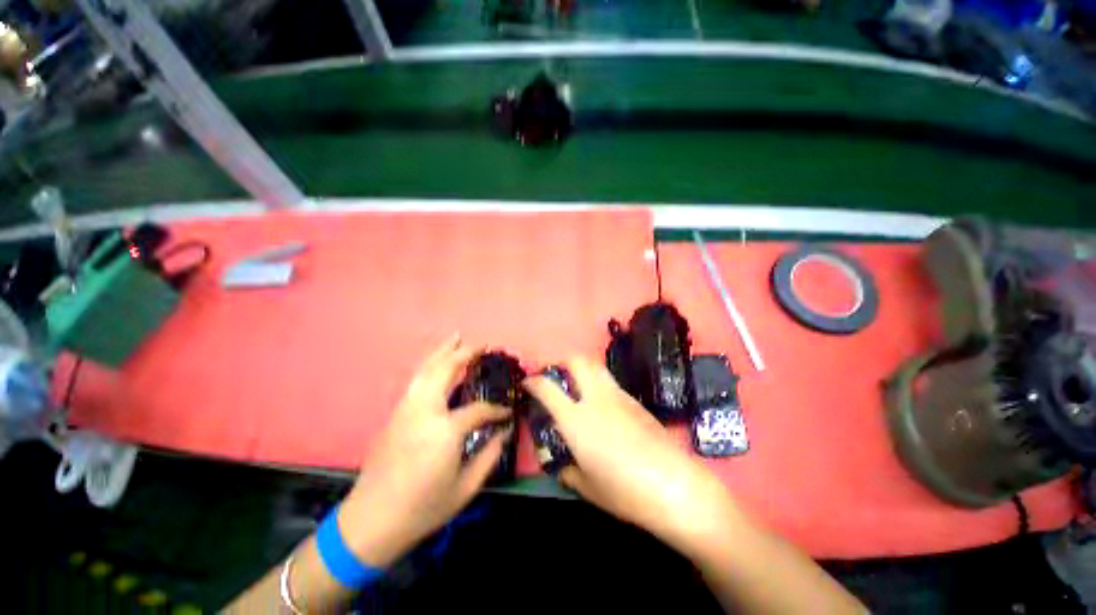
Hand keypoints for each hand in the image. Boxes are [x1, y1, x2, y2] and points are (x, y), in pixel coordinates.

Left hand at [338, 335, 511, 566]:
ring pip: (425, 370)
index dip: (497, 411)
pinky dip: (429, 365)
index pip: (479, 410)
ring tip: (457, 338)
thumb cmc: (422, 509)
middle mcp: (424, 411)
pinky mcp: (395, 414)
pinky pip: (415, 380)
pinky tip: (437, 363)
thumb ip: (490, 455)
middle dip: (465, 354)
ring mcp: (406, 410)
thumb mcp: (465, 488)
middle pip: (445, 370)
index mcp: (445, 431)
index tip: (507, 413)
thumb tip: (505, 431)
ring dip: (443, 351)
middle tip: (482, 345)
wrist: (370, 522)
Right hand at [524, 357, 734, 550]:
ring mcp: (619, 396)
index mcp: (576, 419)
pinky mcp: (635, 401)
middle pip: (577, 361)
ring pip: (597, 366)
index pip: (547, 388)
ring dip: (583, 370)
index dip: (533, 382)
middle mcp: (596, 398)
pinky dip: (600, 384)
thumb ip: (569, 472)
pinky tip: (604, 407)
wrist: (676, 486)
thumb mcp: (588, 488)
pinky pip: (611, 383)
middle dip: (562, 362)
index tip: (527, 384)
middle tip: (557, 378)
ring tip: (579, 388)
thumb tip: (563, 466)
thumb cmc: (626, 492)